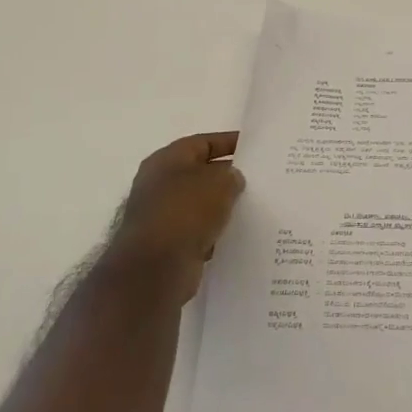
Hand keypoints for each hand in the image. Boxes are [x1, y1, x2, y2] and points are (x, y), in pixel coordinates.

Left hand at [98, 132, 243, 305]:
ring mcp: (160, 215)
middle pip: (199, 173)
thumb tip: (231, 180)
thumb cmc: (185, 212)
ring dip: (221, 206)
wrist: (154, 269)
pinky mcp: (166, 244)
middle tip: (258, 179)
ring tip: (252, 207)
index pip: (202, 142)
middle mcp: (159, 184)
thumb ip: (231, 175)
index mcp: (166, 160)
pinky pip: (196, 231)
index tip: (254, 148)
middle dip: (226, 176)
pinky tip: (235, 235)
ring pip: (199, 204)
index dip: (228, 142)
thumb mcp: (219, 183)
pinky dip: (213, 232)